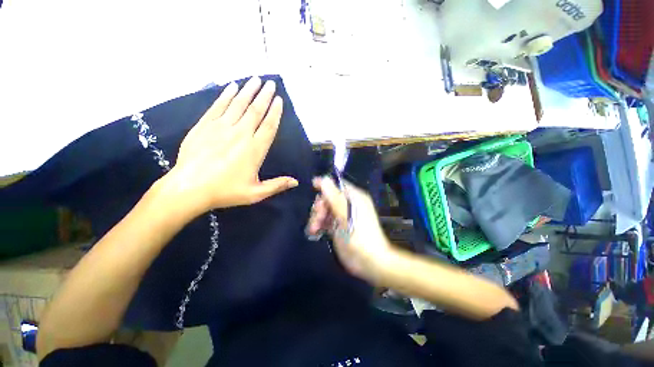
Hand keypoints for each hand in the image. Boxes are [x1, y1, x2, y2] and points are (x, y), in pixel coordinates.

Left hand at [160, 77, 297, 215]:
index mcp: (254, 149)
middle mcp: (240, 134)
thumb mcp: (255, 193)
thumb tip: (296, 182)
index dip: (275, 112)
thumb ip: (277, 185)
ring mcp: (221, 128)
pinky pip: (218, 106)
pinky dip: (226, 95)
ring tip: (256, 79)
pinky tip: (232, 87)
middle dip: (264, 96)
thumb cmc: (225, 191)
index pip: (269, 126)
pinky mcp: (204, 126)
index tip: (279, 100)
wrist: (189, 188)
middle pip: (255, 111)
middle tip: (271, 83)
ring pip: (238, 104)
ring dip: (248, 91)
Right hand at [307, 177, 392, 282]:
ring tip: (314, 229)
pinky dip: (318, 224)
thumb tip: (323, 179)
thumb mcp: (345, 214)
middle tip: (317, 218)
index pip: (337, 185)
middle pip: (328, 197)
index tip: (313, 188)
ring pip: (325, 209)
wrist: (369, 262)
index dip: (325, 185)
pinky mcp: (338, 227)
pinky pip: (325, 220)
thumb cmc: (358, 236)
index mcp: (354, 197)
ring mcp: (342, 216)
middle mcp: (348, 204)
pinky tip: (314, 232)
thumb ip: (334, 196)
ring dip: (317, 217)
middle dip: (320, 206)